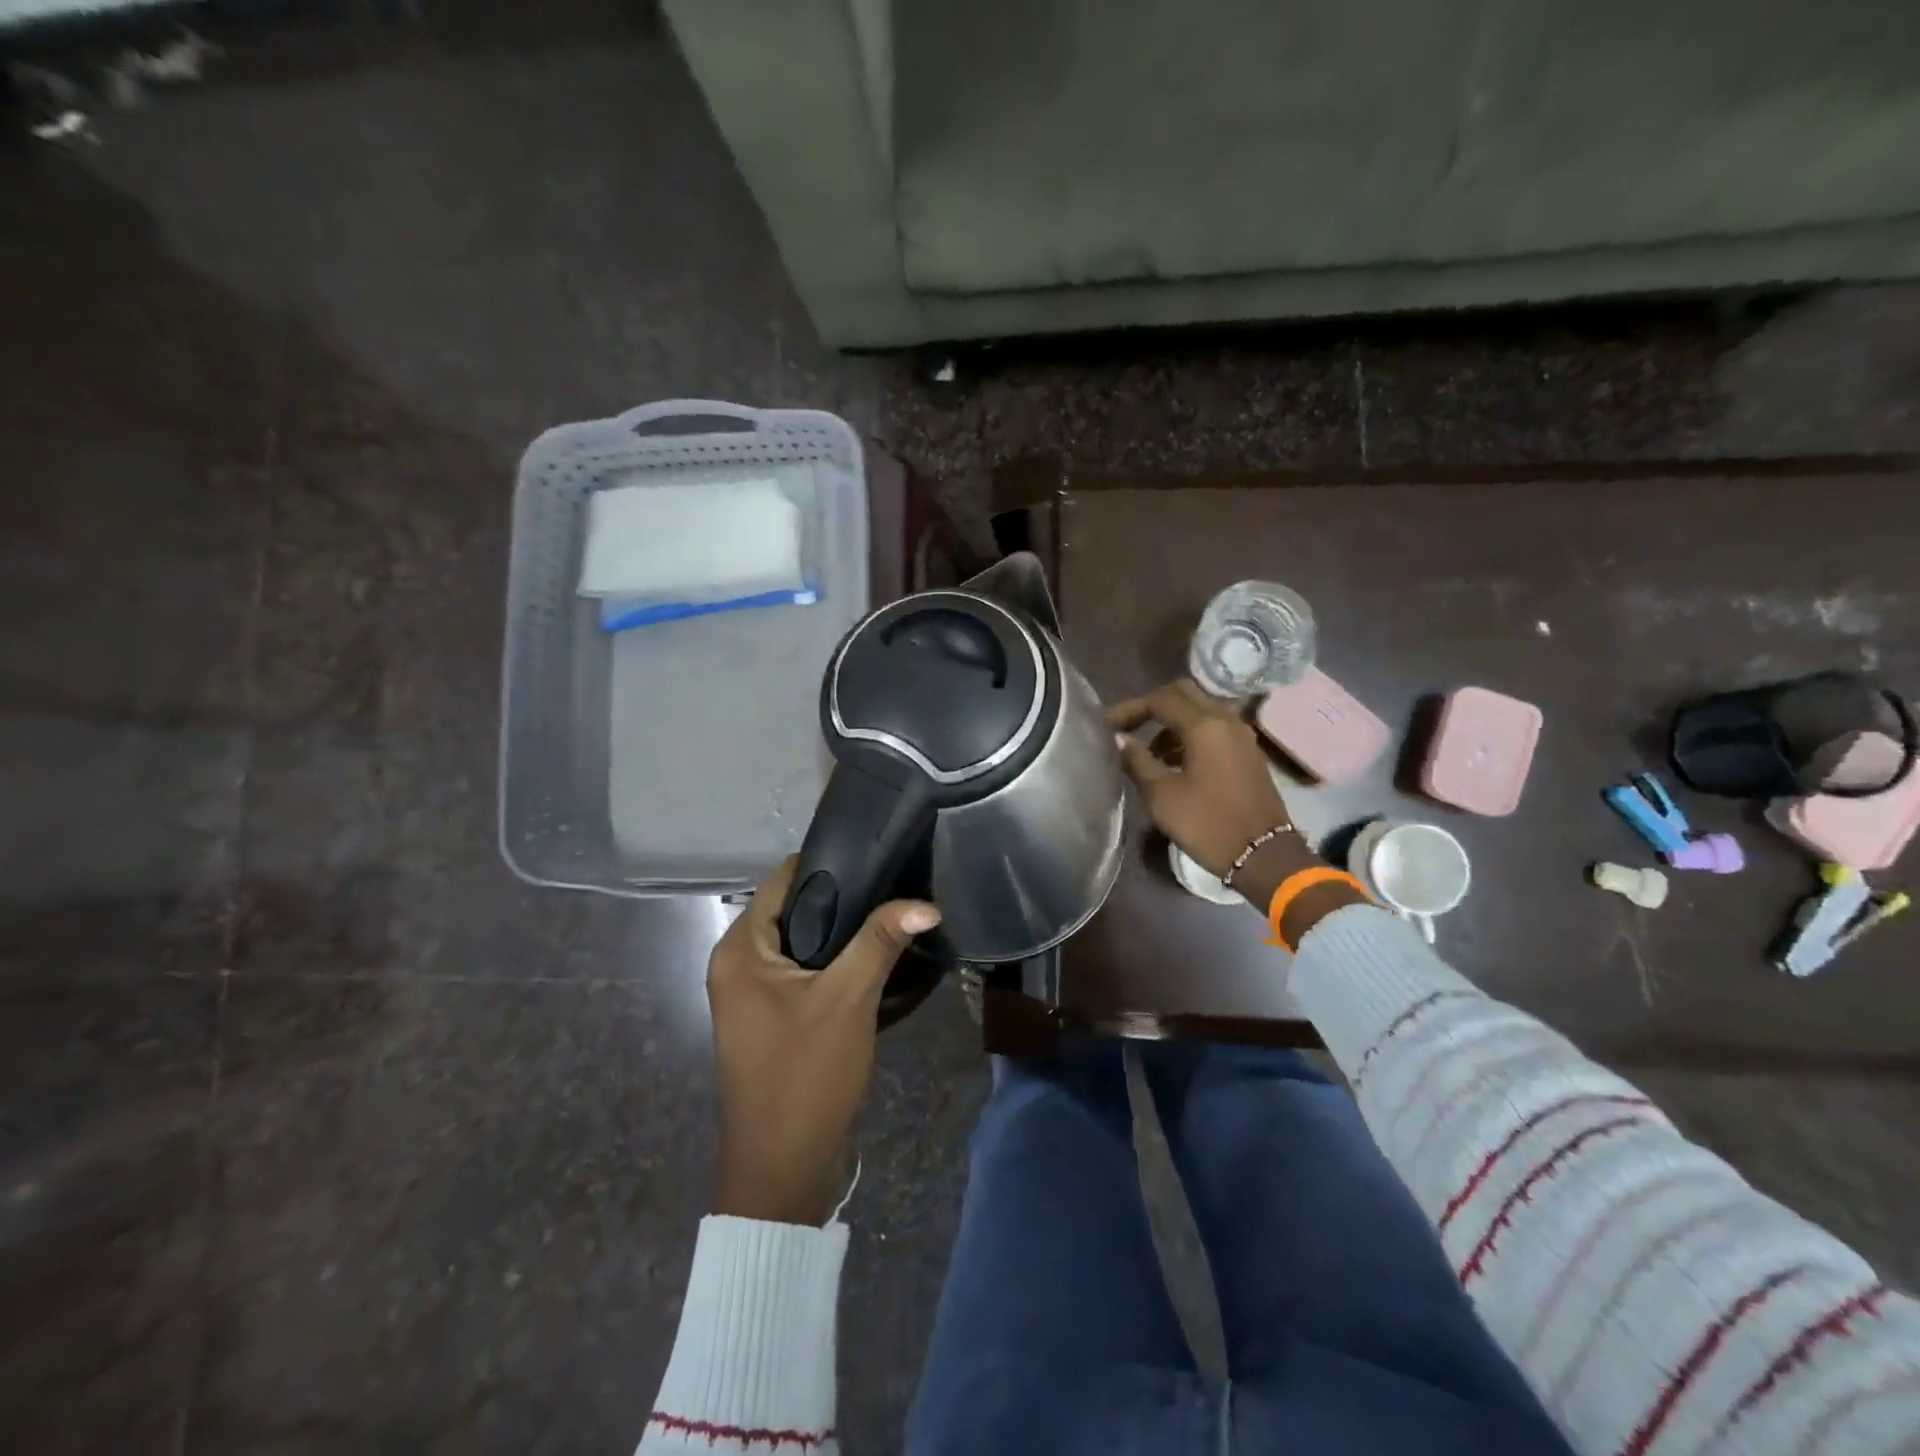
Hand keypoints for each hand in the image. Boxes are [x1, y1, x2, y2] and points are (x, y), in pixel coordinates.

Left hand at [706, 857, 940, 1224]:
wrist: (782, 1170)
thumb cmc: (805, 1076)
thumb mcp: (847, 1000)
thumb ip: (881, 941)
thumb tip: (926, 903)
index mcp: (740, 949)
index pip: (784, 880)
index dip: (829, 863)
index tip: (878, 855)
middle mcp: (737, 962)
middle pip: (794, 908)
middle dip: (843, 898)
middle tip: (895, 884)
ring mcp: (752, 992)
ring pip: (803, 941)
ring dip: (843, 931)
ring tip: (892, 912)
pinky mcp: (771, 1016)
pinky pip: (804, 970)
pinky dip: (834, 961)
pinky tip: (875, 956)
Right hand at [1108, 680, 1301, 877]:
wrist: (1263, 855)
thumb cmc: (1207, 824)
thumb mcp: (1162, 795)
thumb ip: (1137, 760)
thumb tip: (1119, 739)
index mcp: (1204, 725)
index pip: (1160, 699)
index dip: (1130, 708)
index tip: (1106, 725)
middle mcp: (1226, 720)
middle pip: (1184, 694)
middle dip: (1152, 706)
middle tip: (1128, 727)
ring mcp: (1241, 735)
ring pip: (1201, 710)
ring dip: (1172, 722)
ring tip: (1148, 751)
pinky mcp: (1248, 752)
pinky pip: (1214, 728)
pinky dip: (1190, 734)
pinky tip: (1175, 762)